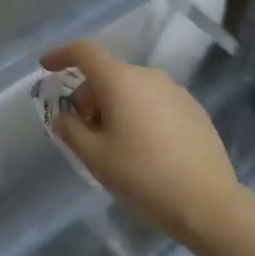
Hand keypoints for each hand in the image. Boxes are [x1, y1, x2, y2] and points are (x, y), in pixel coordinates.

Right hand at [39, 41, 238, 239]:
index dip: (61, 54)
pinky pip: (155, 101)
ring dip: (116, 106)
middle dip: (89, 96)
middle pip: (107, 74)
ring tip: (117, 144)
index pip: (84, 51)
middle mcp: (147, 75)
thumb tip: (64, 116)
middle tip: (85, 132)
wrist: (208, 204)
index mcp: (120, 80)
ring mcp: (174, 90)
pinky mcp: (193, 108)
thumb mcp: (96, 158)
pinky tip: (147, 149)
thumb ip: (71, 130)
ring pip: (132, 88)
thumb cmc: (143, 176)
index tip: (46, 66)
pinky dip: (141, 114)